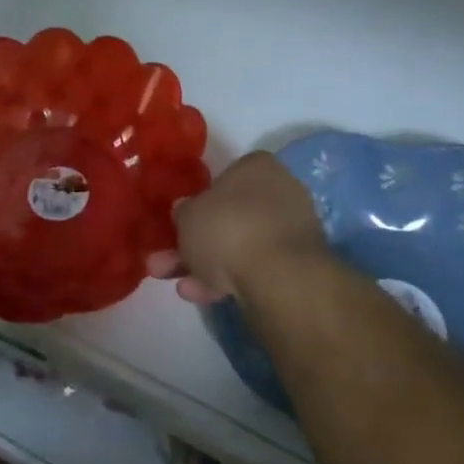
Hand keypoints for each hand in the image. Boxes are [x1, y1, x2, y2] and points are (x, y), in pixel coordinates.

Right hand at [146, 151, 328, 303]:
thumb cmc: (228, 228)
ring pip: (239, 246)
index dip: (199, 202)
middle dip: (196, 243)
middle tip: (167, 263)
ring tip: (181, 288)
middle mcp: (279, 192)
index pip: (224, 177)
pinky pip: (255, 268)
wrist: (277, 276)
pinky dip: (229, 280)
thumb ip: (184, 212)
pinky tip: (204, 296)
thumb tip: (185, 211)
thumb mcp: (188, 216)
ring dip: (207, 266)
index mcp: (257, 167)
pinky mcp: (295, 266)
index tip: (181, 223)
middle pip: (229, 217)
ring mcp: (290, 231)